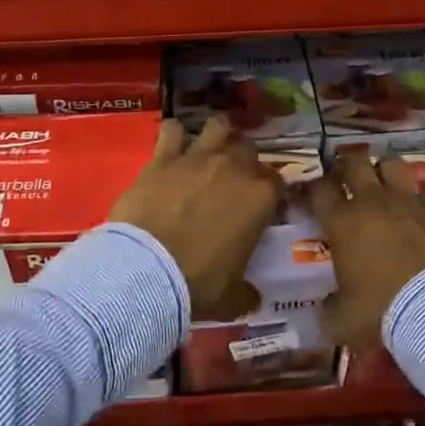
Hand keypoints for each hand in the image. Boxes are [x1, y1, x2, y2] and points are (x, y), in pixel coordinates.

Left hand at [110, 119, 282, 317]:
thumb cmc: (199, 283)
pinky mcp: (163, 158)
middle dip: (244, 161)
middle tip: (232, 181)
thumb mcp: (232, 297)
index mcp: (260, 197)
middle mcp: (234, 168)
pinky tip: (170, 145)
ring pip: (218, 127)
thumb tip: (252, 298)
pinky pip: (171, 130)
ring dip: (216, 136)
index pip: (278, 181)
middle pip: (249, 149)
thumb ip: (246, 292)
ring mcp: (197, 158)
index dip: (271, 192)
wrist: (147, 269)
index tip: (263, 205)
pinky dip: (173, 135)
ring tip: (207, 152)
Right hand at [310, 154, 424, 350]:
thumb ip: (329, 309)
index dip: (315, 189)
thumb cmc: (382, 311)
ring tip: (385, 184)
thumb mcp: (342, 320)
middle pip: (354, 163)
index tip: (316, 196)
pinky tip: (423, 204)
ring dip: (385, 171)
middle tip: (347, 179)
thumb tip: (325, 311)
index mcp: (341, 222)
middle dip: (347, 167)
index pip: (319, 190)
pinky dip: (423, 194)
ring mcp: (408, 201)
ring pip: (392, 164)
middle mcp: (372, 202)